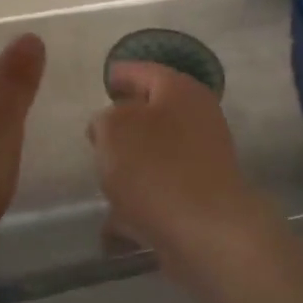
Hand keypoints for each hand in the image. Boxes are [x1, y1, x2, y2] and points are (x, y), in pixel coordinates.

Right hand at [87, 61, 271, 275]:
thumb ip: (105, 119)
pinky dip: (138, 205)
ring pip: (156, 155)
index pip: (145, 71)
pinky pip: (160, 193)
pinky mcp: (200, 198)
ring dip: (131, 166)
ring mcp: (202, 160)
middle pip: (153, 113)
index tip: (105, 80)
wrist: (206, 231)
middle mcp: (197, 120)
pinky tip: (115, 224)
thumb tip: (110, 125)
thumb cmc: (155, 168)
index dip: (121, 74)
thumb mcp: (114, 129)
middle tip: (97, 133)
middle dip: (124, 124)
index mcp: (180, 91)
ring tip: (103, 177)